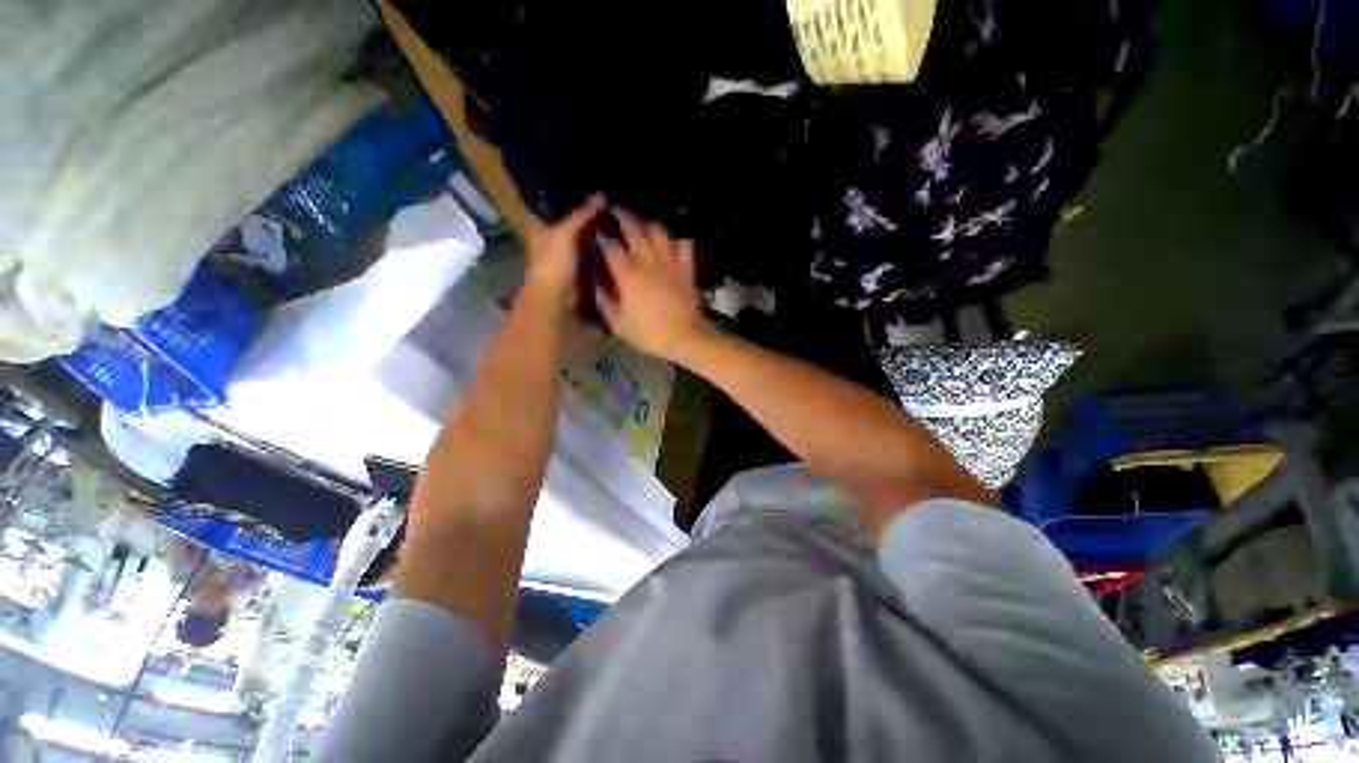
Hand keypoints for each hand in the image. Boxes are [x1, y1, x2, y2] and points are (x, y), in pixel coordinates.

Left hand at [522, 194, 604, 309]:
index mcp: (536, 221)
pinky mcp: (576, 262)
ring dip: (591, 225)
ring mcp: (563, 248)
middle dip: (583, 207)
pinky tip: (610, 231)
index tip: (583, 179)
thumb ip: (582, 214)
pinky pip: (588, 246)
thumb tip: (601, 196)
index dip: (563, 188)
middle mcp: (548, 232)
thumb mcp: (565, 233)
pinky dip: (597, 241)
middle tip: (604, 192)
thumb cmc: (552, 263)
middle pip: (566, 214)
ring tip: (611, 208)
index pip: (548, 197)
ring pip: (579, 231)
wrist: (557, 298)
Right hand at [596, 210, 710, 361]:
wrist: (685, 337)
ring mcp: (670, 262)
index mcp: (629, 275)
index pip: (612, 247)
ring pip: (658, 232)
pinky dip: (676, 235)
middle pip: (634, 230)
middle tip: (614, 207)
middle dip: (622, 216)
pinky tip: (670, 234)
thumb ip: (605, 302)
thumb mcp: (619, 324)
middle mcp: (648, 262)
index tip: (596, 227)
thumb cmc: (649, 334)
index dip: (602, 234)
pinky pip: (683, 244)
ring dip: (647, 221)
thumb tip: (596, 284)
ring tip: (640, 217)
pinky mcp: (686, 267)